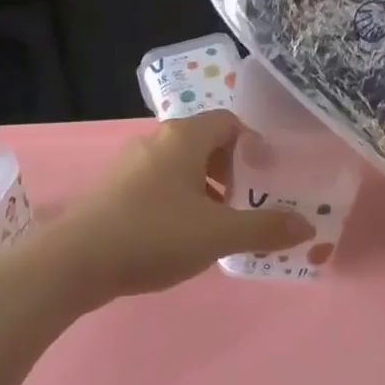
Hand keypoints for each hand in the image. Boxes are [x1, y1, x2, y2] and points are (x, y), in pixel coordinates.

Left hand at [40, 112, 313, 302]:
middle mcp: (155, 141)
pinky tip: (182, 236)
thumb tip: (307, 225)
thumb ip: (265, 228)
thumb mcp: (218, 234)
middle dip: (232, 171)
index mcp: (183, 138)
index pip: (229, 122)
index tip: (267, 179)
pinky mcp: (114, 188)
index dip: (253, 146)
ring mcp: (130, 164)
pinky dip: (180, 199)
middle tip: (247, 203)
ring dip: (206, 188)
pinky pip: (159, 183)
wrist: (77, 262)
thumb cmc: (154, 235)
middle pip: (205, 143)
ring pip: (181, 166)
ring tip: (219, 224)